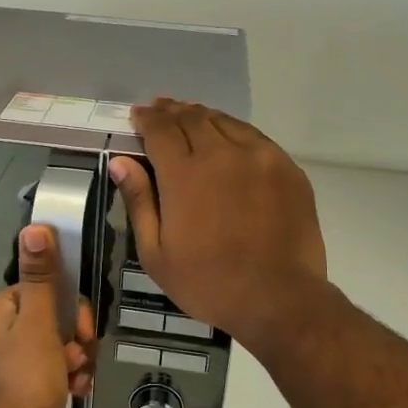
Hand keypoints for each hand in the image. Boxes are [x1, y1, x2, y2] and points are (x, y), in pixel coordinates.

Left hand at [0, 225, 95, 407]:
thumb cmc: (26, 378)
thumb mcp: (39, 323)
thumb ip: (41, 277)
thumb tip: (34, 227)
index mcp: (3, 306)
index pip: (50, 288)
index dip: (75, 307)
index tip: (83, 330)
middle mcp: (5, 327)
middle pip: (59, 316)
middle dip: (77, 337)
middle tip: (78, 357)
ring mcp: (15, 357)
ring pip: (62, 344)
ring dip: (77, 360)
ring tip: (76, 380)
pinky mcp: (26, 383)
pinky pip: (57, 369)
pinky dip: (70, 378)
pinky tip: (76, 392)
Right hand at [109, 100, 328, 348]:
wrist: (279, 298)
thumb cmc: (208, 282)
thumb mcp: (156, 254)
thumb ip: (139, 201)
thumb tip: (121, 162)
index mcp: (185, 174)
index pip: (160, 130)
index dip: (146, 118)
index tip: (137, 115)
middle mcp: (222, 154)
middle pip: (192, 118)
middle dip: (171, 111)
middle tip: (160, 108)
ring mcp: (259, 157)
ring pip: (225, 122)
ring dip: (202, 115)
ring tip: (190, 115)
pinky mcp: (286, 168)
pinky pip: (254, 136)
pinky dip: (233, 130)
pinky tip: (228, 136)